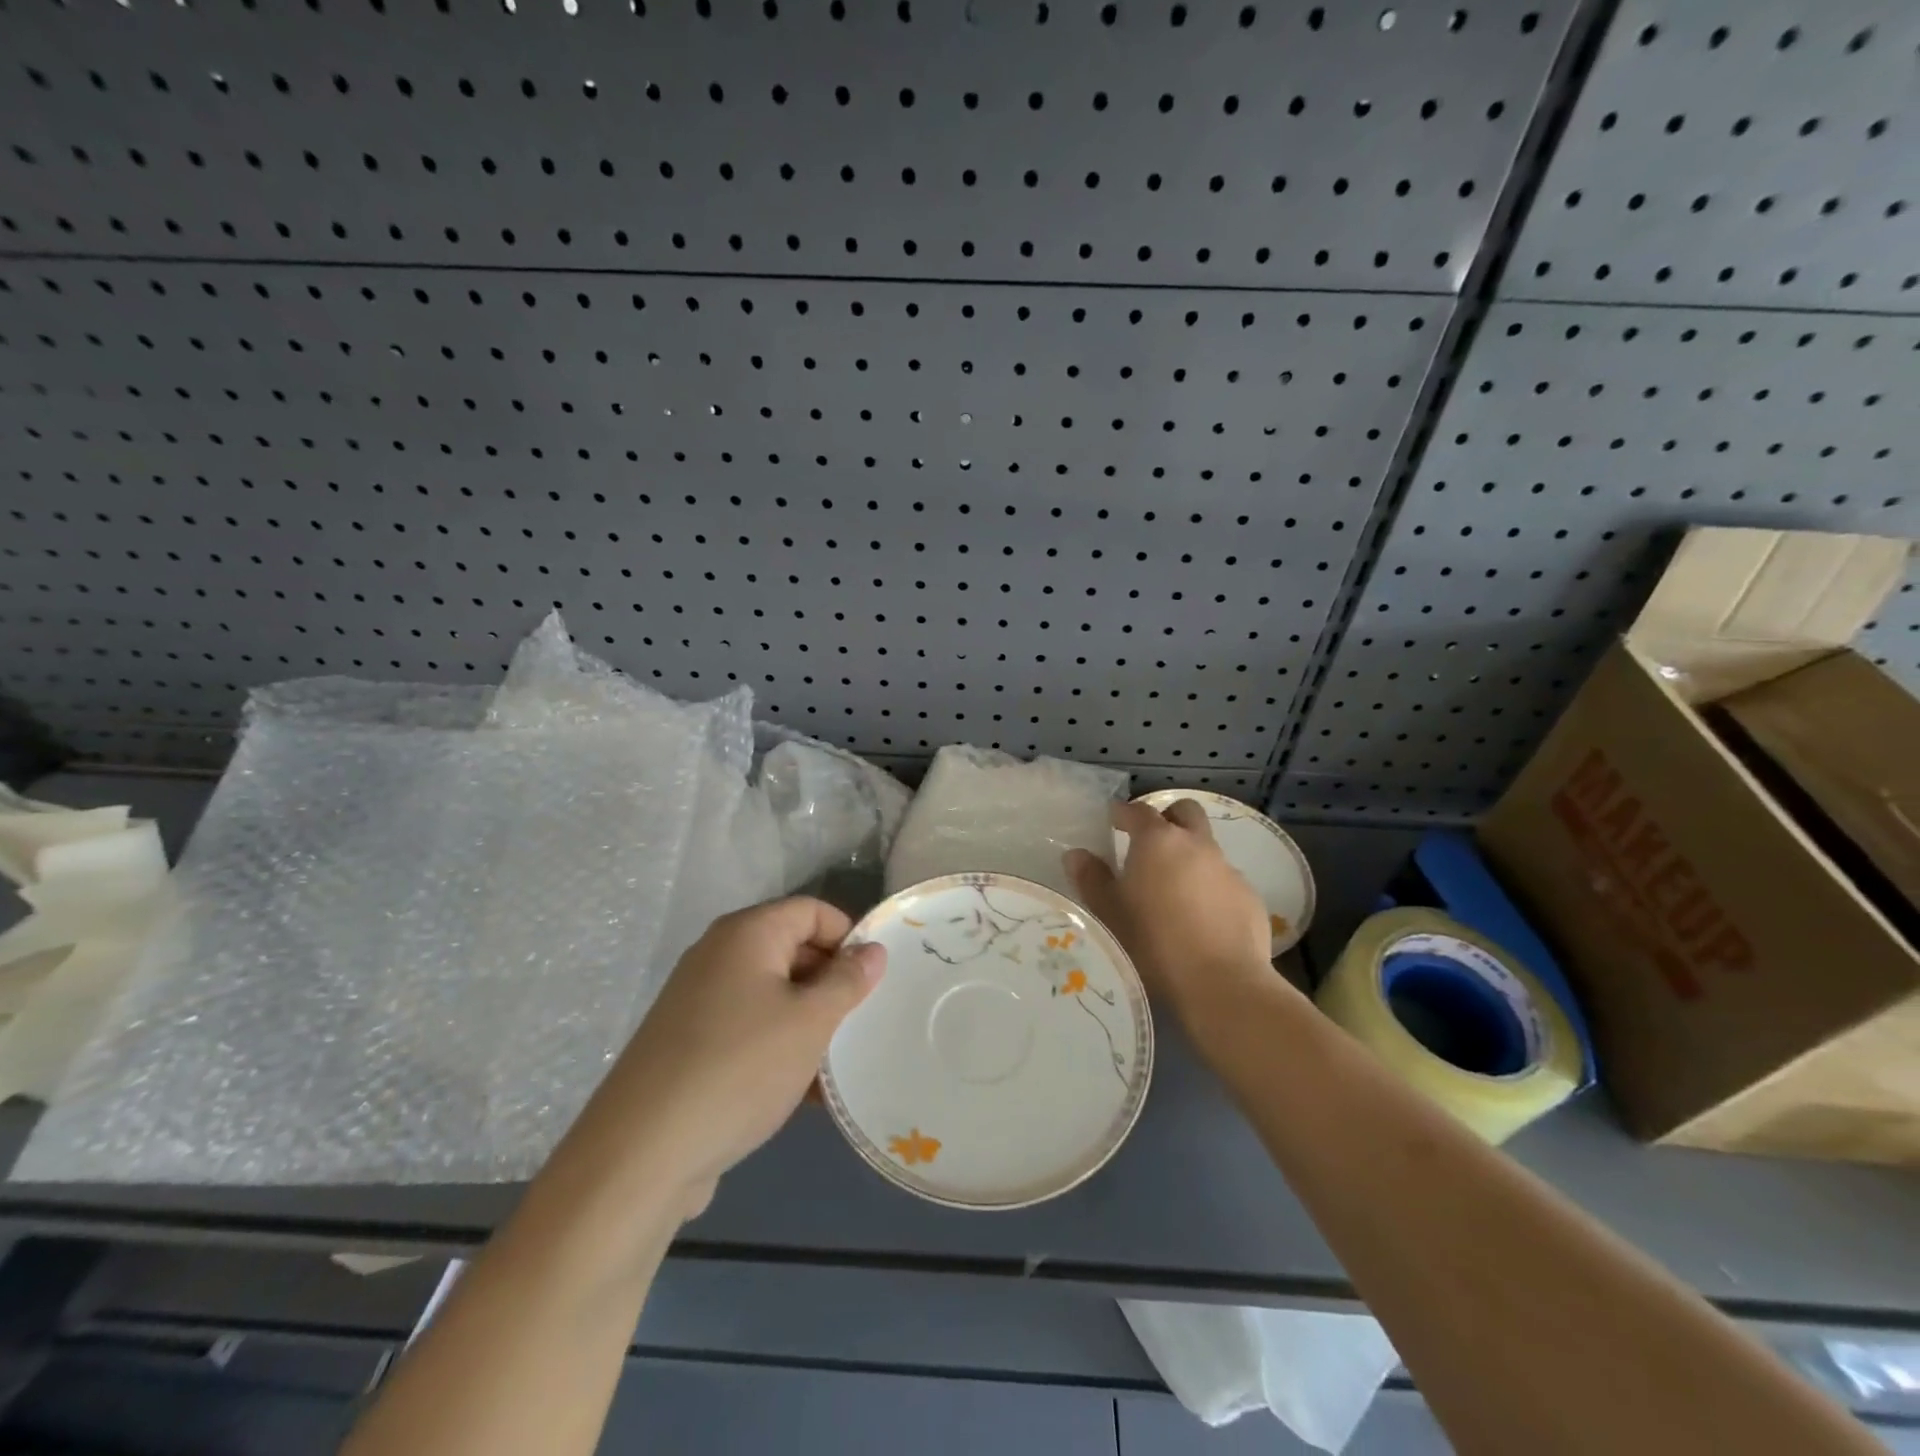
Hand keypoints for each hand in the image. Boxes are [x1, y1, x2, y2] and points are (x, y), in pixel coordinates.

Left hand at [585, 898, 883, 1217]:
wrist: (641, 1154)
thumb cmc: (739, 1068)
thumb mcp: (809, 1022)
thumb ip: (847, 981)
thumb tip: (873, 950)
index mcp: (746, 934)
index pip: (812, 911)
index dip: (848, 936)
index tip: (875, 978)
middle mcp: (718, 956)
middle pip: (791, 950)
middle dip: (831, 983)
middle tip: (862, 1021)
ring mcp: (699, 1001)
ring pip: (772, 996)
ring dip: (808, 1022)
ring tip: (840, 1062)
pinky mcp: (689, 1045)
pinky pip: (748, 1030)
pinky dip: (779, 1048)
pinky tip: (805, 1093)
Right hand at [1065, 800, 1280, 1031]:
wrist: (1222, 982)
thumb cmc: (1153, 942)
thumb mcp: (1110, 912)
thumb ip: (1091, 878)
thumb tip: (1076, 854)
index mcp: (1158, 841)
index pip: (1138, 810)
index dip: (1123, 812)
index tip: (1112, 820)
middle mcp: (1197, 845)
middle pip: (1185, 812)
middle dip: (1168, 818)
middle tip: (1150, 843)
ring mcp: (1228, 869)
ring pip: (1207, 847)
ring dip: (1190, 856)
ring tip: (1172, 890)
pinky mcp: (1249, 896)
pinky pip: (1224, 880)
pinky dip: (1210, 887)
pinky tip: (1200, 919)